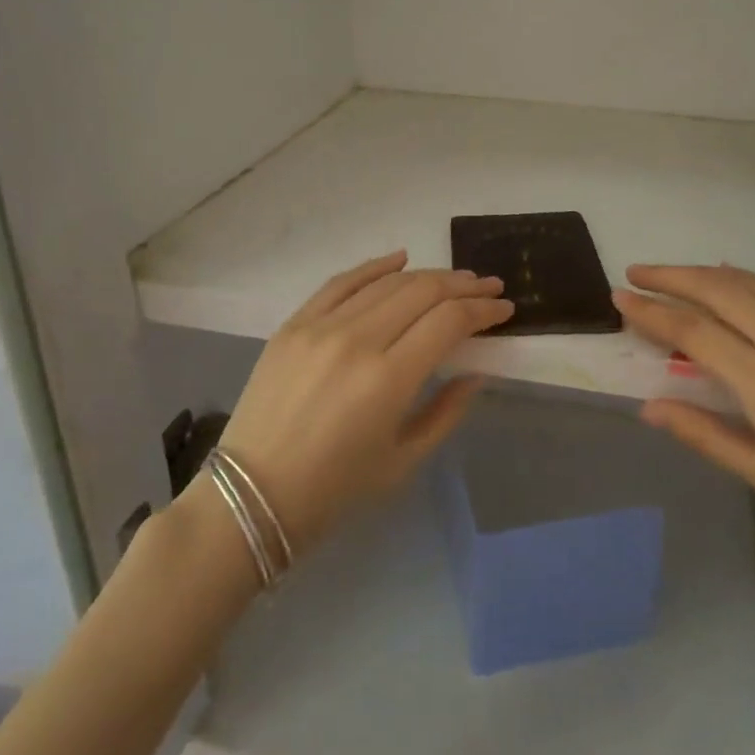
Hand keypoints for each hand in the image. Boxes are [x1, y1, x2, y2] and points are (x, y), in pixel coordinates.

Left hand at [216, 251, 513, 549]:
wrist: (250, 495)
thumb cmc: (334, 490)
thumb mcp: (403, 460)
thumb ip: (447, 411)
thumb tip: (476, 372)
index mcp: (388, 380)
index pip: (448, 322)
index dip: (483, 310)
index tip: (504, 308)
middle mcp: (357, 340)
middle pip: (423, 293)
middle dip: (464, 286)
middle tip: (490, 286)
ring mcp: (321, 326)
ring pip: (388, 282)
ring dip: (429, 275)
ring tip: (456, 278)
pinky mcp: (294, 324)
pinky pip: (342, 281)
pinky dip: (375, 266)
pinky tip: (401, 258)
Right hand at [614, 265, 754, 577]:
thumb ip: (707, 435)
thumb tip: (649, 406)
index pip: (694, 331)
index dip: (652, 311)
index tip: (620, 297)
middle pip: (720, 289)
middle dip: (672, 276)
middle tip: (637, 272)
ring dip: (710, 273)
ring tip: (680, 275)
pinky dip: (754, 282)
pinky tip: (744, 286)